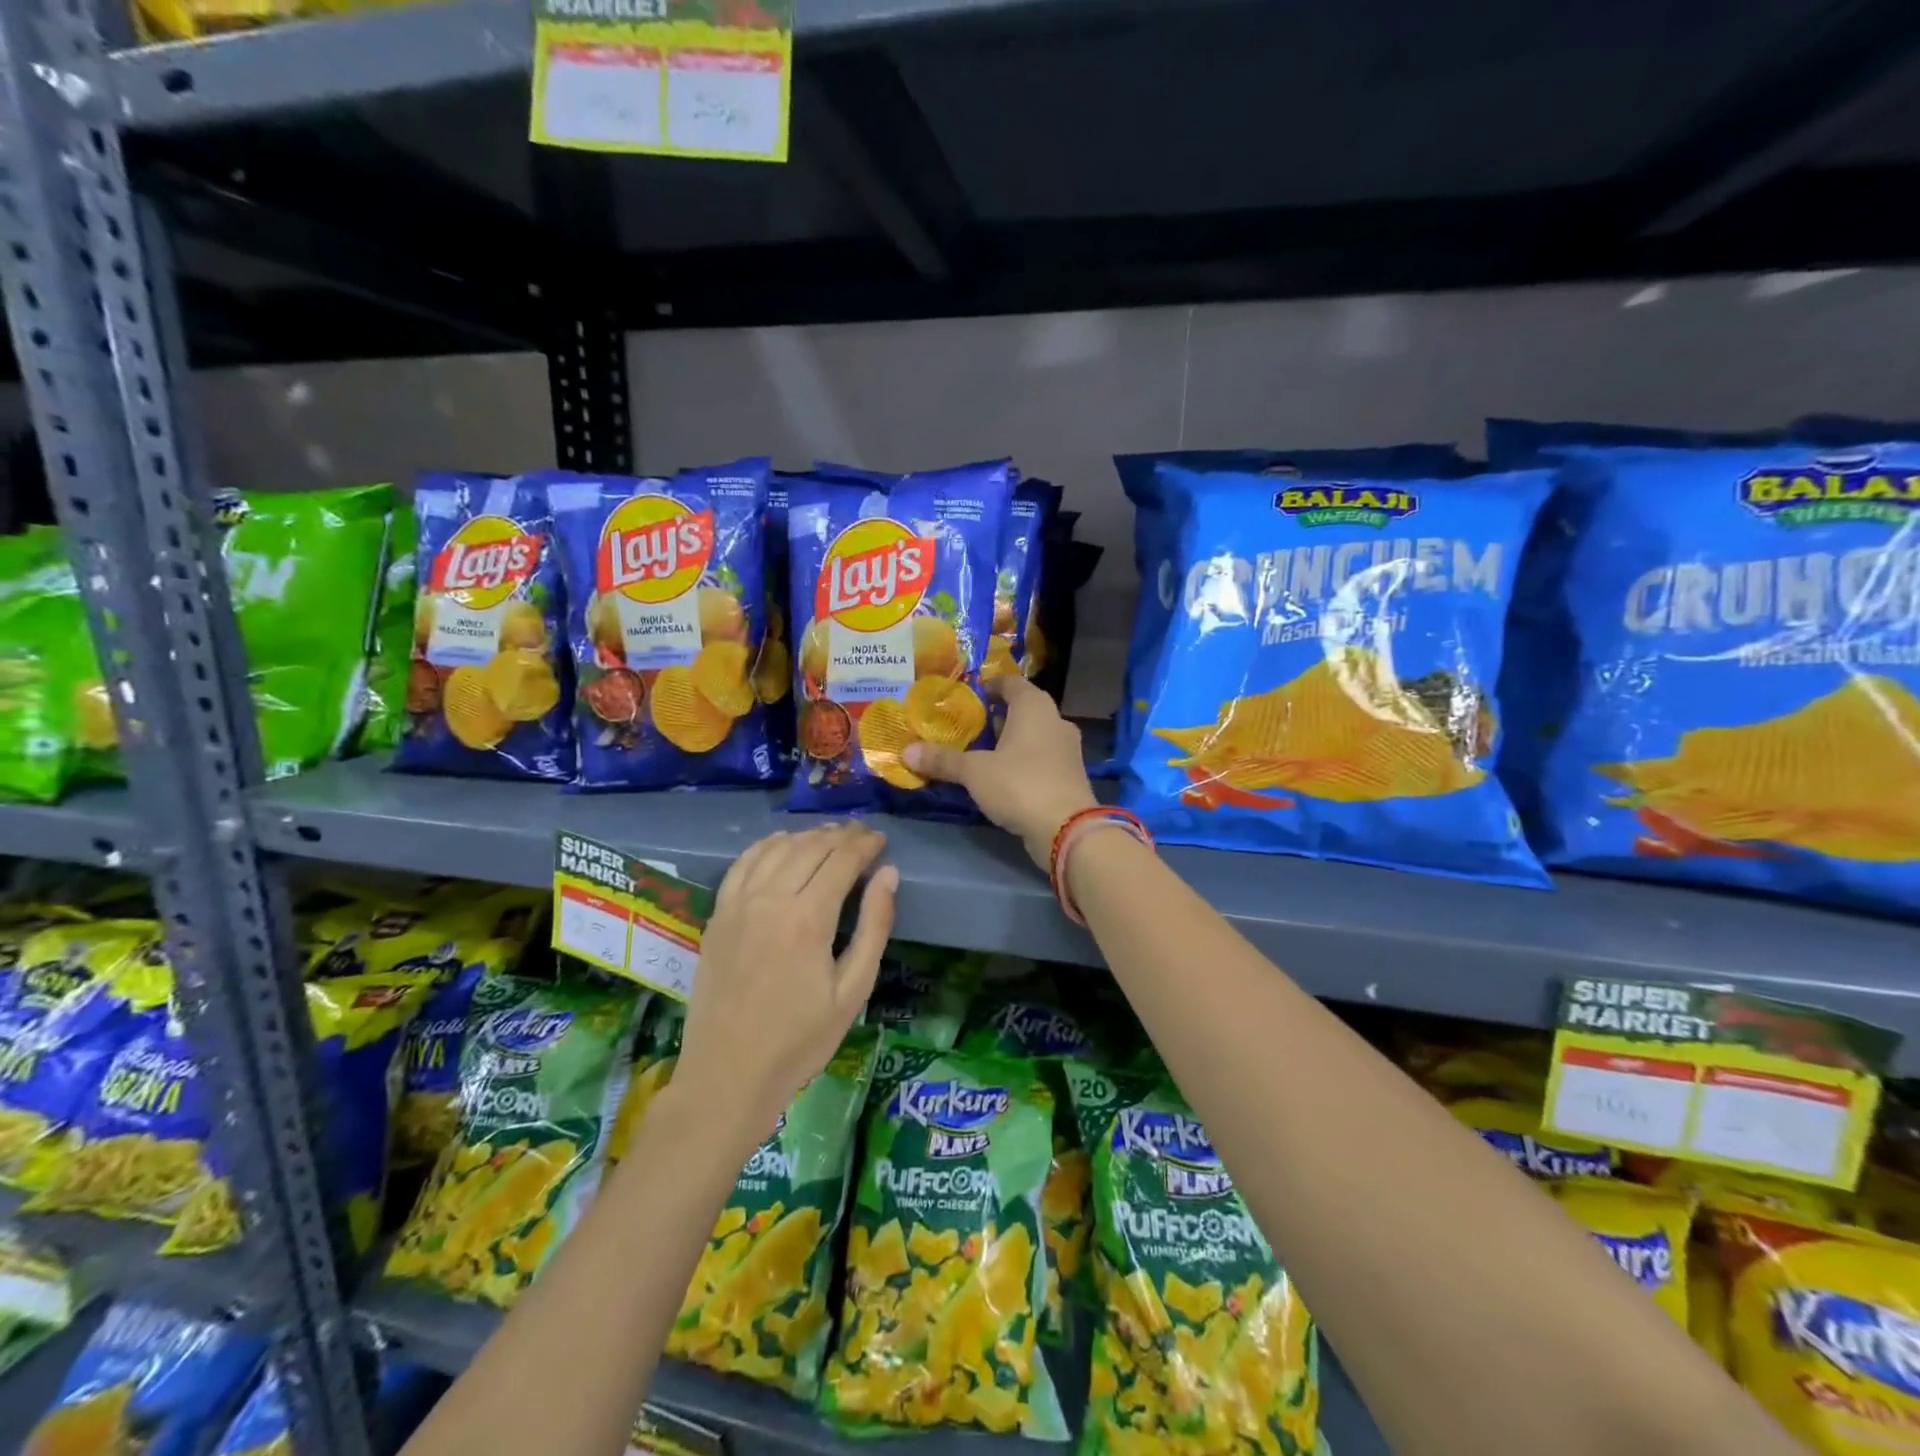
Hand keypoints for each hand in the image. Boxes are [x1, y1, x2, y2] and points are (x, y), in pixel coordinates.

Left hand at [676, 824, 896, 1146]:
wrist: (728, 1075)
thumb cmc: (799, 1041)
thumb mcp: (853, 992)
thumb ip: (873, 928)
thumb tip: (888, 875)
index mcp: (808, 919)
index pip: (841, 860)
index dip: (865, 844)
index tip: (881, 839)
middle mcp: (770, 900)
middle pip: (810, 848)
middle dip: (841, 836)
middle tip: (862, 835)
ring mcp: (738, 905)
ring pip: (777, 849)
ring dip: (807, 836)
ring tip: (830, 837)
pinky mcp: (718, 915)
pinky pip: (743, 864)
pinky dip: (766, 846)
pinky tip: (781, 844)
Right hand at [905, 675, 1097, 867]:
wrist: (1067, 830)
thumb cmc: (1019, 784)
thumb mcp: (974, 772)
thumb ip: (942, 760)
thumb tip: (907, 752)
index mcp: (1034, 706)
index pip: (1010, 682)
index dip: (988, 686)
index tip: (966, 697)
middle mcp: (1055, 720)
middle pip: (1022, 709)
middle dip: (995, 717)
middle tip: (965, 728)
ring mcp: (1067, 749)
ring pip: (1033, 736)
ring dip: (1009, 742)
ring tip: (978, 753)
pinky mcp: (1069, 776)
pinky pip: (1040, 759)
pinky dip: (1021, 762)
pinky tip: (1000, 778)